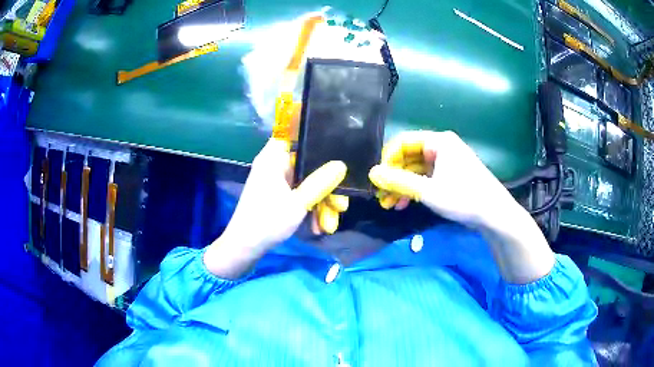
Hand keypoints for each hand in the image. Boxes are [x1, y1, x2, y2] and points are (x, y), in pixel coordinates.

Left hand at [225, 138, 346, 250]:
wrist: (245, 249)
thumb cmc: (267, 221)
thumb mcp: (298, 203)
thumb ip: (320, 183)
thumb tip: (341, 165)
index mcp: (274, 158)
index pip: (289, 129)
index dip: (306, 123)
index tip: (330, 126)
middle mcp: (276, 165)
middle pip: (308, 164)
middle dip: (327, 186)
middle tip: (341, 205)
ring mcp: (279, 182)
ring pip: (308, 183)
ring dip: (322, 203)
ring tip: (329, 226)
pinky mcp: (280, 196)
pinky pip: (301, 195)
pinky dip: (310, 209)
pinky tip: (319, 228)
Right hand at [369, 131, 553, 283]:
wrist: (494, 214)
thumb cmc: (463, 197)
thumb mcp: (428, 191)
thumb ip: (398, 181)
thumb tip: (372, 174)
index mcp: (438, 142)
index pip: (403, 143)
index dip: (387, 160)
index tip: (377, 180)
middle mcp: (442, 147)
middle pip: (409, 157)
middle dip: (394, 177)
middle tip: (381, 197)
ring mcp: (447, 162)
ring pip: (416, 170)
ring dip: (402, 186)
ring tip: (390, 205)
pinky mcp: (450, 176)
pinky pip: (426, 178)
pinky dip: (415, 190)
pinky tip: (405, 204)